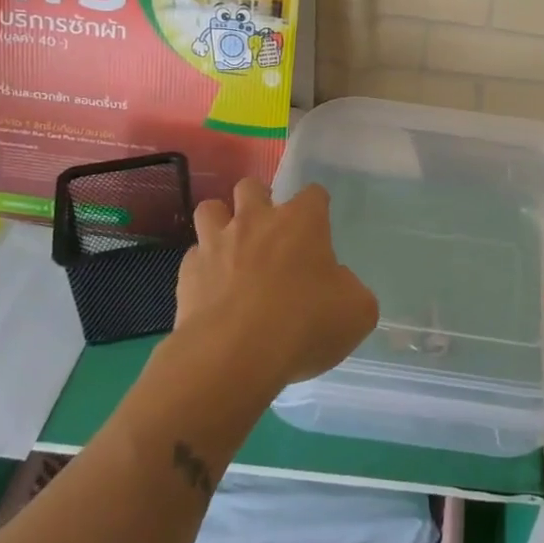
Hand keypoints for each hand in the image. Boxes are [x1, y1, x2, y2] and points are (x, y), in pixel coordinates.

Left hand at [175, 178, 377, 386]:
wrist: (233, 356)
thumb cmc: (304, 324)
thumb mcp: (356, 312)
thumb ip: (350, 289)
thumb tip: (336, 284)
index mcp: (301, 222)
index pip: (313, 193)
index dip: (317, 207)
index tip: (320, 226)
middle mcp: (256, 220)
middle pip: (252, 186)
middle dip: (260, 201)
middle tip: (270, 231)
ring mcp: (216, 243)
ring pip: (211, 209)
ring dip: (221, 222)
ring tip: (232, 247)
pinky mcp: (187, 272)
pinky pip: (194, 256)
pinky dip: (203, 266)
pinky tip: (212, 289)